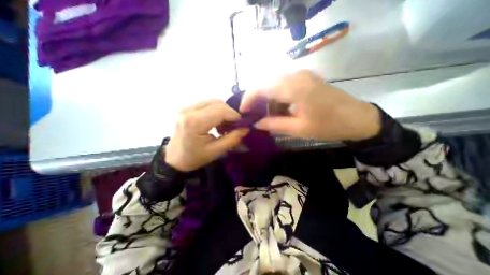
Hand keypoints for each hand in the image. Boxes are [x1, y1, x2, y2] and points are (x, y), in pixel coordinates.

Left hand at [165, 99, 248, 171]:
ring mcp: (186, 107)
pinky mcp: (186, 107)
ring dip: (223, 111)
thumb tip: (245, 128)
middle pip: (217, 103)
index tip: (241, 124)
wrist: (174, 159)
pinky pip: (207, 104)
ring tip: (224, 125)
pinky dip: (216, 111)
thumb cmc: (194, 158)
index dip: (234, 115)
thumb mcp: (216, 151)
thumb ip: (233, 138)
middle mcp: (188, 109)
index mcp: (194, 122)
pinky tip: (216, 122)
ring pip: (213, 102)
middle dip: (229, 113)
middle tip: (233, 125)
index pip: (221, 110)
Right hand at [240, 70, 379, 141]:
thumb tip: (257, 123)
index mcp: (295, 88)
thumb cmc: (328, 126)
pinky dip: (277, 97)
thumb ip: (274, 124)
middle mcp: (296, 76)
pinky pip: (284, 85)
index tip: (242, 111)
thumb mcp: (299, 129)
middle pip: (266, 84)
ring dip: (268, 99)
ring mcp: (302, 75)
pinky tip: (280, 109)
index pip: (262, 87)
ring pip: (274, 84)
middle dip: (256, 99)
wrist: (357, 118)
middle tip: (253, 115)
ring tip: (267, 115)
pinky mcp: (306, 78)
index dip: (248, 98)